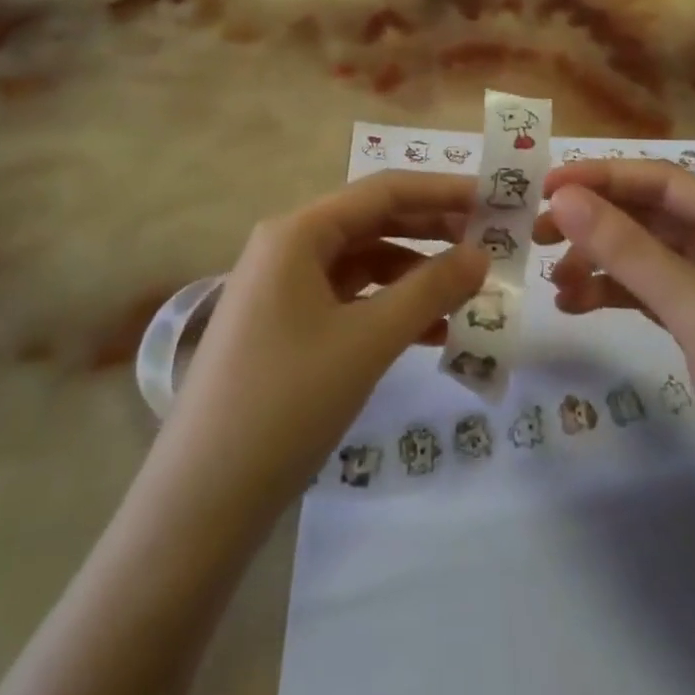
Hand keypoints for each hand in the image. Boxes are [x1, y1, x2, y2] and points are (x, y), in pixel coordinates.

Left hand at [150, 172, 487, 527]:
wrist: (199, 503)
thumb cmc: (286, 403)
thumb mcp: (367, 341)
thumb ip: (430, 290)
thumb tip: (481, 254)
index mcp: (298, 232)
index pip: (382, 191)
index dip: (442, 190)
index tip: (495, 198)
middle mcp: (288, 247)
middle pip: (373, 223)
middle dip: (433, 231)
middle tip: (492, 242)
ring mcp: (284, 289)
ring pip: (364, 264)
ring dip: (416, 275)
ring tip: (470, 292)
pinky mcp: (286, 328)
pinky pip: (349, 301)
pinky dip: (390, 309)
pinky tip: (433, 333)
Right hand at [536, 160, 694, 550]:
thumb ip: (627, 249)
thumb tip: (563, 197)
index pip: (663, 182)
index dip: (605, 177)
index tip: (547, 187)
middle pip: (651, 216)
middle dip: (596, 220)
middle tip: (538, 232)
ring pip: (644, 256)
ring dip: (598, 260)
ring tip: (553, 280)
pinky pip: (647, 295)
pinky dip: (611, 294)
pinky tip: (574, 305)